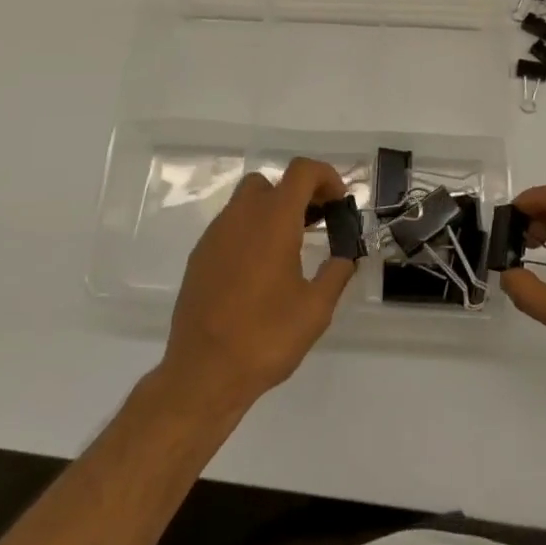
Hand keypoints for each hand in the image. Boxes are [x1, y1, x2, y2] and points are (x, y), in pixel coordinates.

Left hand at [161, 158, 357, 417]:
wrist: (202, 373)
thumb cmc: (265, 337)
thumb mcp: (316, 309)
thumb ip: (336, 273)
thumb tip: (345, 255)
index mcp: (273, 220)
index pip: (301, 171)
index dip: (326, 176)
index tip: (339, 202)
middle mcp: (241, 216)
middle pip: (272, 182)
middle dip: (297, 193)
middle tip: (317, 222)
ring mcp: (215, 234)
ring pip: (247, 202)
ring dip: (272, 211)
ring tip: (291, 247)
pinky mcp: (200, 255)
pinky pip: (230, 226)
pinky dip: (250, 231)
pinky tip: (260, 270)